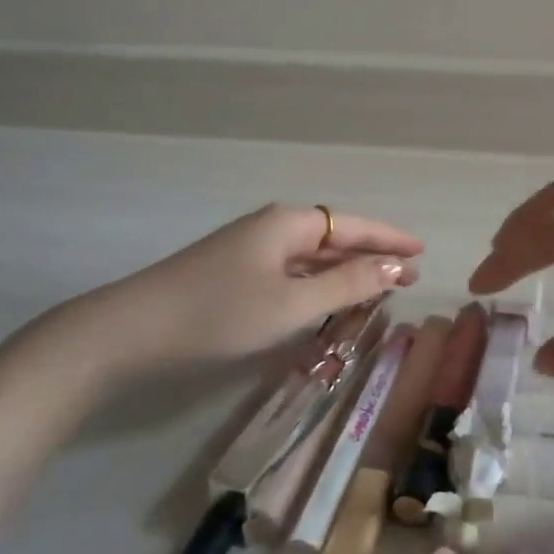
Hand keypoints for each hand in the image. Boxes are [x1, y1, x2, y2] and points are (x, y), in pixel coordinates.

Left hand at [69, 204, 422, 371]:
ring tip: (378, 288)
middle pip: (334, 237)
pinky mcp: (234, 272)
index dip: (390, 238)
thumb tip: (398, 267)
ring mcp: (249, 249)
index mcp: (288, 224)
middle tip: (407, 275)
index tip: (423, 250)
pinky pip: (292, 270)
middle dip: (372, 255)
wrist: (131, 330)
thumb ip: (347, 285)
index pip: (354, 225)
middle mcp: (271, 227)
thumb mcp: (291, 303)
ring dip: (345, 270)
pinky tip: (326, 299)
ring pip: (311, 256)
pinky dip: (317, 283)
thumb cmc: (219, 313)